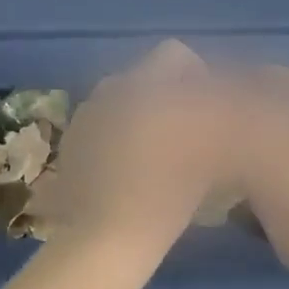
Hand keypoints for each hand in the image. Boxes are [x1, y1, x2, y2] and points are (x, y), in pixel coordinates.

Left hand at [51, 41, 233, 257]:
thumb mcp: (208, 152)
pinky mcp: (69, 140)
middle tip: (186, 134)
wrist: (108, 234)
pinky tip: (126, 169)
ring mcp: (85, 114)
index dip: (196, 76)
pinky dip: (115, 135)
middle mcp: (110, 89)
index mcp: (143, 84)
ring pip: (121, 99)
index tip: (208, 110)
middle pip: (146, 77)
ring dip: (140, 114)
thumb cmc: (167, 193)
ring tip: (155, 154)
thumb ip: (214, 114)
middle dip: (167, 96)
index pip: (175, 53)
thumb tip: (219, 102)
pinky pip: (100, 123)